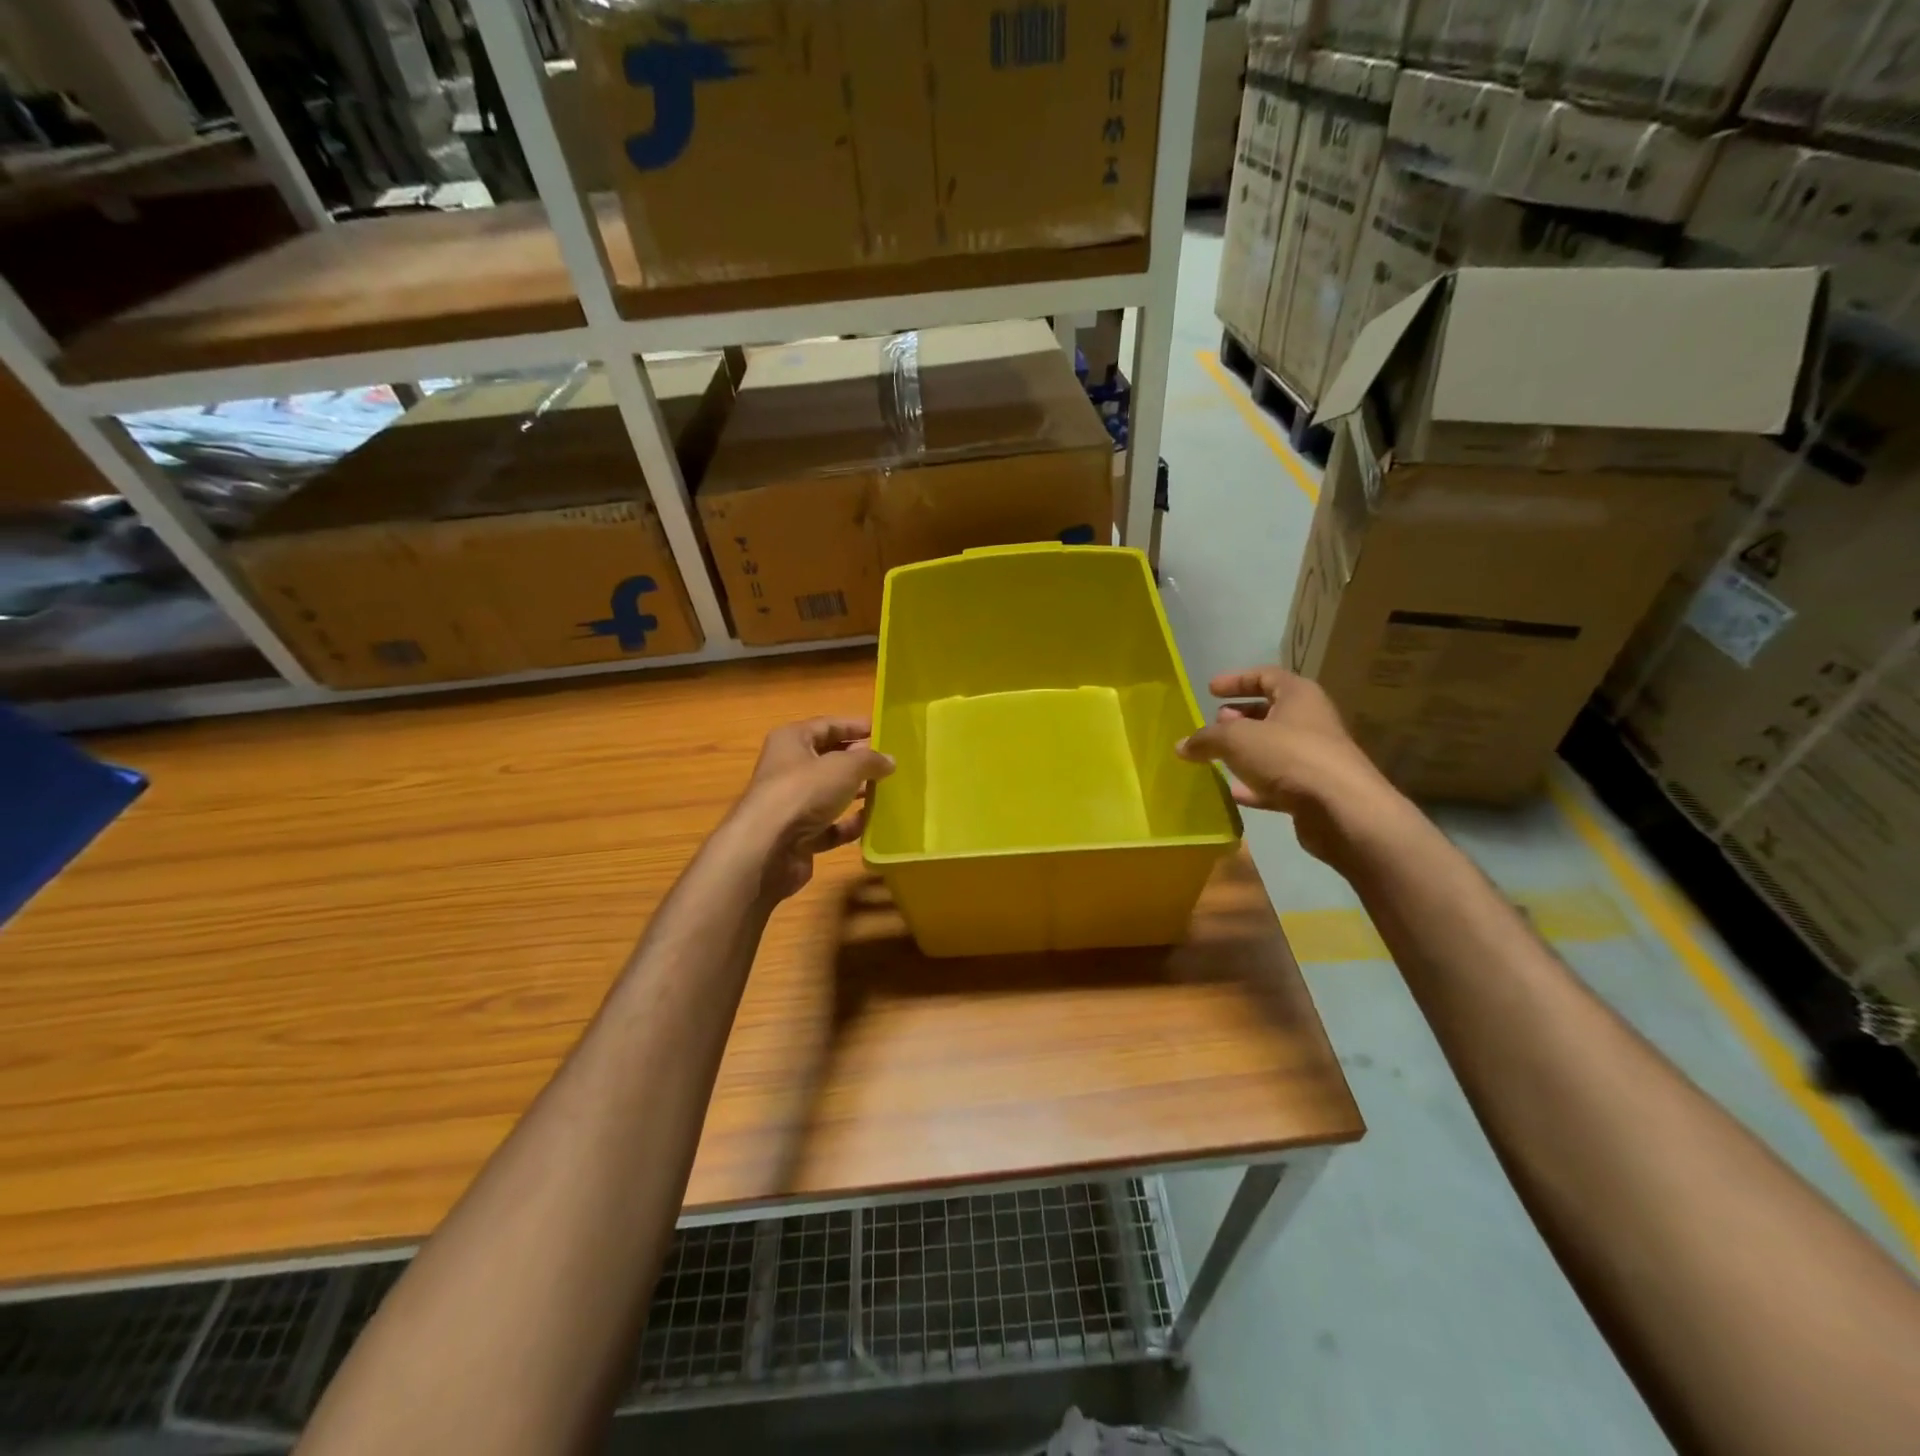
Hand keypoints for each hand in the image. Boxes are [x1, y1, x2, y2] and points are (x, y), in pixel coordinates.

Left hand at [732, 718, 893, 900]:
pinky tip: (870, 824)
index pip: (827, 725)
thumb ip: (870, 760)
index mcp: (792, 741)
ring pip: (829, 794)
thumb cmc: (804, 792)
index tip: (883, 730)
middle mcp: (787, 768)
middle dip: (858, 761)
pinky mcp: (797, 836)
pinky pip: (829, 826)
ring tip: (887, 793)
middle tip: (890, 764)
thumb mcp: (845, 767)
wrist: (768, 849)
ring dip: (856, 793)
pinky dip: (848, 825)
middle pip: (828, 759)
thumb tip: (889, 760)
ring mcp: (791, 804)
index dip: (855, 726)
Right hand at [1176, 668, 1407, 868]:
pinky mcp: (1313, 790)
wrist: (1342, 810)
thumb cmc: (1290, 757)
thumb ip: (1206, 739)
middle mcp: (1310, 721)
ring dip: (1245, 752)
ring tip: (1216, 758)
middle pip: (1270, 712)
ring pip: (1272, 748)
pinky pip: (1277, 781)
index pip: (1266, 676)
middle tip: (1214, 726)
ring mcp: (1314, 757)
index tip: (1210, 690)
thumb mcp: (1237, 739)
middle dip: (1239, 718)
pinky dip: (1255, 784)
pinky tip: (1234, 792)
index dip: (1237, 680)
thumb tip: (1181, 745)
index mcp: (1299, 696)